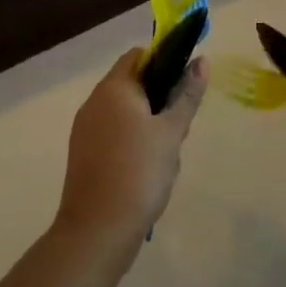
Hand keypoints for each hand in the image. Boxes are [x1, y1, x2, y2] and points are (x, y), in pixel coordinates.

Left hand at [55, 48, 206, 256]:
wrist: (98, 230)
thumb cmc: (140, 172)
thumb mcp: (172, 131)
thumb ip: (187, 94)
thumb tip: (202, 60)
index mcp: (113, 88)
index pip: (138, 56)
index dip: (164, 61)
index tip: (185, 84)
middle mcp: (94, 102)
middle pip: (132, 84)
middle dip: (160, 99)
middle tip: (180, 126)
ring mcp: (85, 129)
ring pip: (124, 113)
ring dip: (148, 123)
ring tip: (167, 153)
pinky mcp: (83, 154)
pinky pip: (113, 134)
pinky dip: (132, 141)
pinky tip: (147, 169)